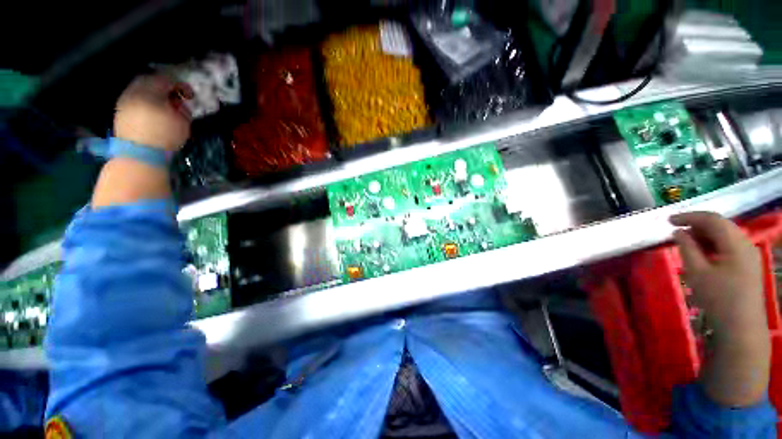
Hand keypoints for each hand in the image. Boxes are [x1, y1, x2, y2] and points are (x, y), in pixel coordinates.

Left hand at [114, 75, 192, 150]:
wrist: (139, 155)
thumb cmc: (165, 136)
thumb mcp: (182, 122)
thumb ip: (182, 108)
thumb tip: (178, 102)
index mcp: (150, 91)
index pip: (167, 79)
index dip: (181, 86)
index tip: (190, 96)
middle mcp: (134, 91)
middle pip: (150, 81)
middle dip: (164, 88)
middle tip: (176, 99)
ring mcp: (124, 100)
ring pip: (140, 89)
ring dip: (154, 95)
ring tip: (164, 108)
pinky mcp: (120, 111)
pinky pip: (134, 99)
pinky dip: (145, 102)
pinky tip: (153, 113)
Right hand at [671, 211, 769, 406]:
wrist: (741, 327)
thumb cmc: (718, 298)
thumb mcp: (697, 272)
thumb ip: (687, 248)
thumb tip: (678, 232)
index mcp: (736, 243)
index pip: (712, 219)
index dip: (689, 216)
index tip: (668, 220)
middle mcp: (746, 243)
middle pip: (721, 225)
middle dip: (697, 224)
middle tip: (675, 230)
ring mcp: (749, 254)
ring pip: (725, 235)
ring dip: (704, 234)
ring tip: (686, 241)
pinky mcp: (748, 264)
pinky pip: (729, 245)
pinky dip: (713, 244)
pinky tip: (702, 252)